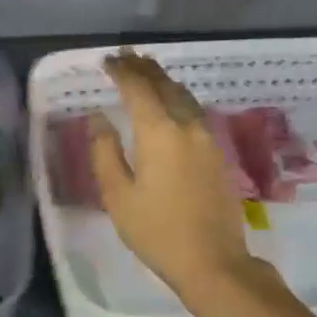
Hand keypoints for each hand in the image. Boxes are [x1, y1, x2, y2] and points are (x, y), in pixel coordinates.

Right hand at [90, 49, 259, 300]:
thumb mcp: (118, 196)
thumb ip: (105, 152)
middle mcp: (187, 126)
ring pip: (184, 96)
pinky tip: (171, 104)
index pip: (138, 88)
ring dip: (163, 81)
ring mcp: (208, 139)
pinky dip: (177, 98)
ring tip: (147, 72)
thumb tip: (99, 118)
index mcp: (159, 133)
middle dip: (144, 68)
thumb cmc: (156, 231)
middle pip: (165, 85)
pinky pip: (195, 112)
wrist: (212, 261)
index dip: (121, 71)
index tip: (106, 61)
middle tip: (126, 56)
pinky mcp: (218, 154)